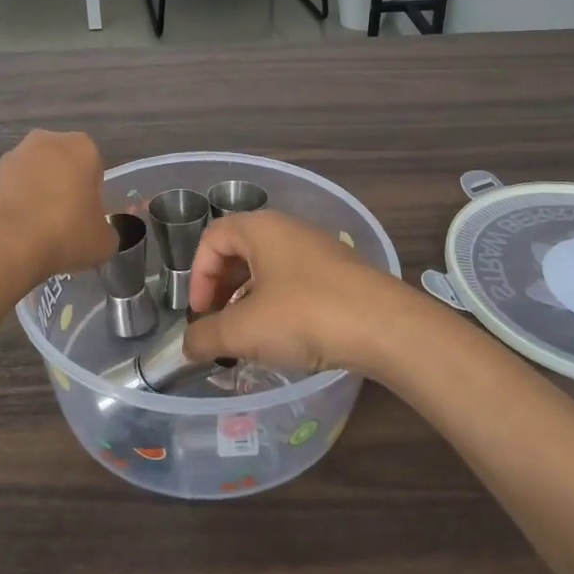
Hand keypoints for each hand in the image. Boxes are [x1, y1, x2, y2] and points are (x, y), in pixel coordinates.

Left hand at [0, 130, 118, 283]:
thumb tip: (99, 233)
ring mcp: (13, 156)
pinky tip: (19, 233)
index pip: (95, 169)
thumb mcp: (104, 241)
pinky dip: (16, 207)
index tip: (88, 219)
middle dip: (64, 190)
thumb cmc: (66, 232)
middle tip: (66, 224)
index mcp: (81, 146)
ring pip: (35, 177)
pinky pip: (12, 191)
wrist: (6, 244)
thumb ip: (107, 231)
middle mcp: (46, 141)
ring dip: (38, 196)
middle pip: (62, 167)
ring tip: (40, 232)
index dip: (93, 196)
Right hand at [181, 211, 419, 380]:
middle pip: (240, 250)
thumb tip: (188, 345)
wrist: (386, 327)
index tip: (201, 313)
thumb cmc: (305, 316)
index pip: (213, 236)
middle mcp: (290, 230)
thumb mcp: (245, 331)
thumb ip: (207, 336)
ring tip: (249, 335)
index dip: (198, 275)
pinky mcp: (341, 274)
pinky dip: (278, 304)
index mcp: (261, 228)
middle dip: (221, 288)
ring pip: (269, 268)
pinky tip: (285, 337)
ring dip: (249, 299)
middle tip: (219, 324)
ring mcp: (320, 250)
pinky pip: (296, 282)